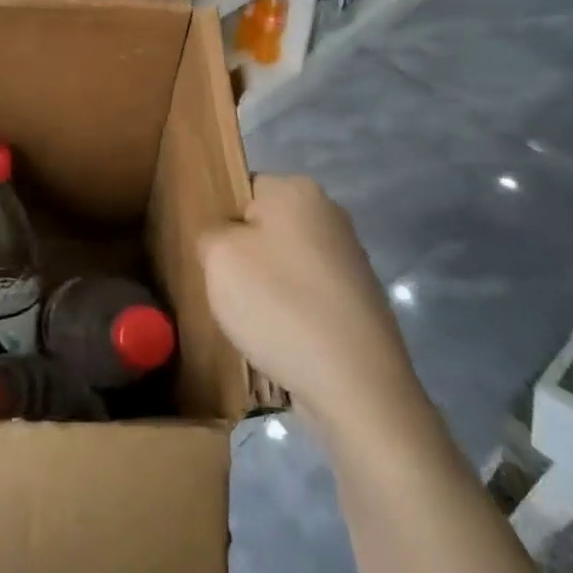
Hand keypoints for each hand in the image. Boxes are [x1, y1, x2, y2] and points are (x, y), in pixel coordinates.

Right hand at [200, 175, 419, 433]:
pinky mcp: (361, 299)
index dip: (222, 222)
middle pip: (266, 227)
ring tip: (256, 323)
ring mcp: (351, 257)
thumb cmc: (279, 304)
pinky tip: (285, 341)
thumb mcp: (218, 257)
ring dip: (269, 288)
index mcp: (297, 188)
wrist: (356, 383)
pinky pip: (310, 294)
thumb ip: (210, 233)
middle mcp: (330, 212)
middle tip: (229, 291)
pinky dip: (294, 313)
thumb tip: (224, 238)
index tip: (213, 258)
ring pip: (287, 263)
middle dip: (246, 257)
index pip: (242, 189)